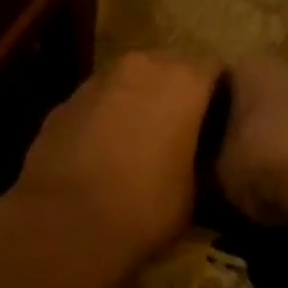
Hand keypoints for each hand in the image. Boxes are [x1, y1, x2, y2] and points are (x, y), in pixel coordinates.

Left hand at [13, 51, 220, 264]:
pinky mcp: (65, 101)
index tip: (221, 123)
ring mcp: (97, 79)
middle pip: (169, 66)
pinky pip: (98, 101)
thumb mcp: (196, 191)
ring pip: (129, 80)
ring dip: (139, 100)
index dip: (221, 96)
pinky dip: (106, 116)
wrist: (65, 221)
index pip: (215, 70)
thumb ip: (202, 158)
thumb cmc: (146, 205)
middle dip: (177, 92)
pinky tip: (104, 152)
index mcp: (182, 79)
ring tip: (142, 140)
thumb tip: (200, 156)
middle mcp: (140, 66)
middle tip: (183, 129)